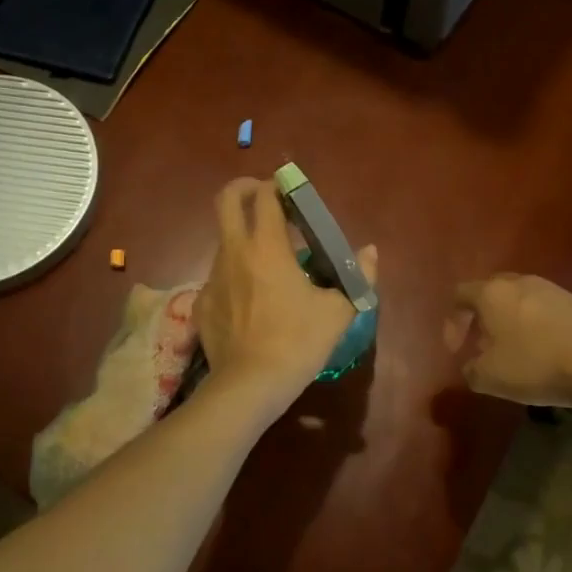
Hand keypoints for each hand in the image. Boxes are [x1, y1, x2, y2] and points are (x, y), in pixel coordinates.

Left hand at [196, 178, 377, 411]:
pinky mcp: (202, 302)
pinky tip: (250, 299)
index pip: (265, 196)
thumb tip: (370, 252)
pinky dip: (234, 276)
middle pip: (225, 200)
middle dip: (243, 188)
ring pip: (223, 241)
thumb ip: (357, 276)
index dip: (277, 186)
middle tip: (263, 198)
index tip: (290, 192)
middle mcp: (234, 252)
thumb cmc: (298, 342)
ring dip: (243, 238)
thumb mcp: (338, 311)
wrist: (250, 385)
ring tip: (267, 262)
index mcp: (267, 247)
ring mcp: (212, 277)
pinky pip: (218, 277)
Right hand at [445, 273, 571, 410]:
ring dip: (508, 321)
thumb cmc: (535, 364)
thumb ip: (470, 370)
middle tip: (480, 344)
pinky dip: (533, 325)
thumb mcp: (490, 377)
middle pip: (489, 292)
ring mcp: (550, 289)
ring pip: (518, 299)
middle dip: (480, 318)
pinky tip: (541, 350)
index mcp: (491, 293)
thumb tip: (471, 366)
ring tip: (512, 350)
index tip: (456, 351)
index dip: (452, 323)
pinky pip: (542, 309)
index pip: (459, 295)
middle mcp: (518, 282)